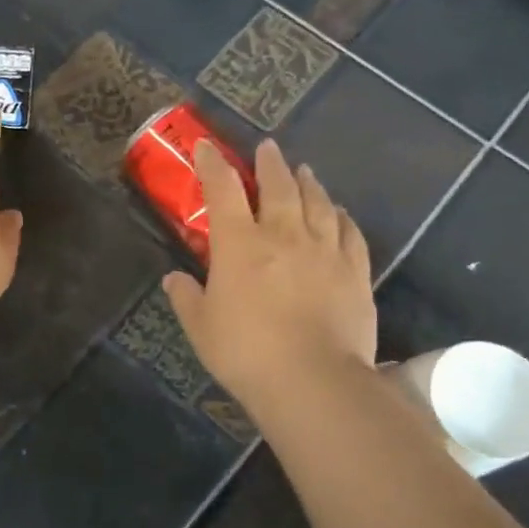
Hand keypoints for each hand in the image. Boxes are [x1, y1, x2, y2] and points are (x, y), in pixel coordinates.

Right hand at [163, 138, 375, 420]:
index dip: (212, 165)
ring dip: (308, 183)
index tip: (206, 146)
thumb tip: (173, 279)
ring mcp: (324, 251)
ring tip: (305, 171)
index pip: (221, 190)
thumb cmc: (246, 352)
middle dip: (269, 164)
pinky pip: (350, 233)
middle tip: (267, 148)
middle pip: (277, 186)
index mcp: (239, 245)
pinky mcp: (355, 272)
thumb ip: (186, 297)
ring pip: (317, 203)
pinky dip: (343, 217)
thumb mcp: (201, 328)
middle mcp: (283, 235)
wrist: (313, 380)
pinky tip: (340, 212)